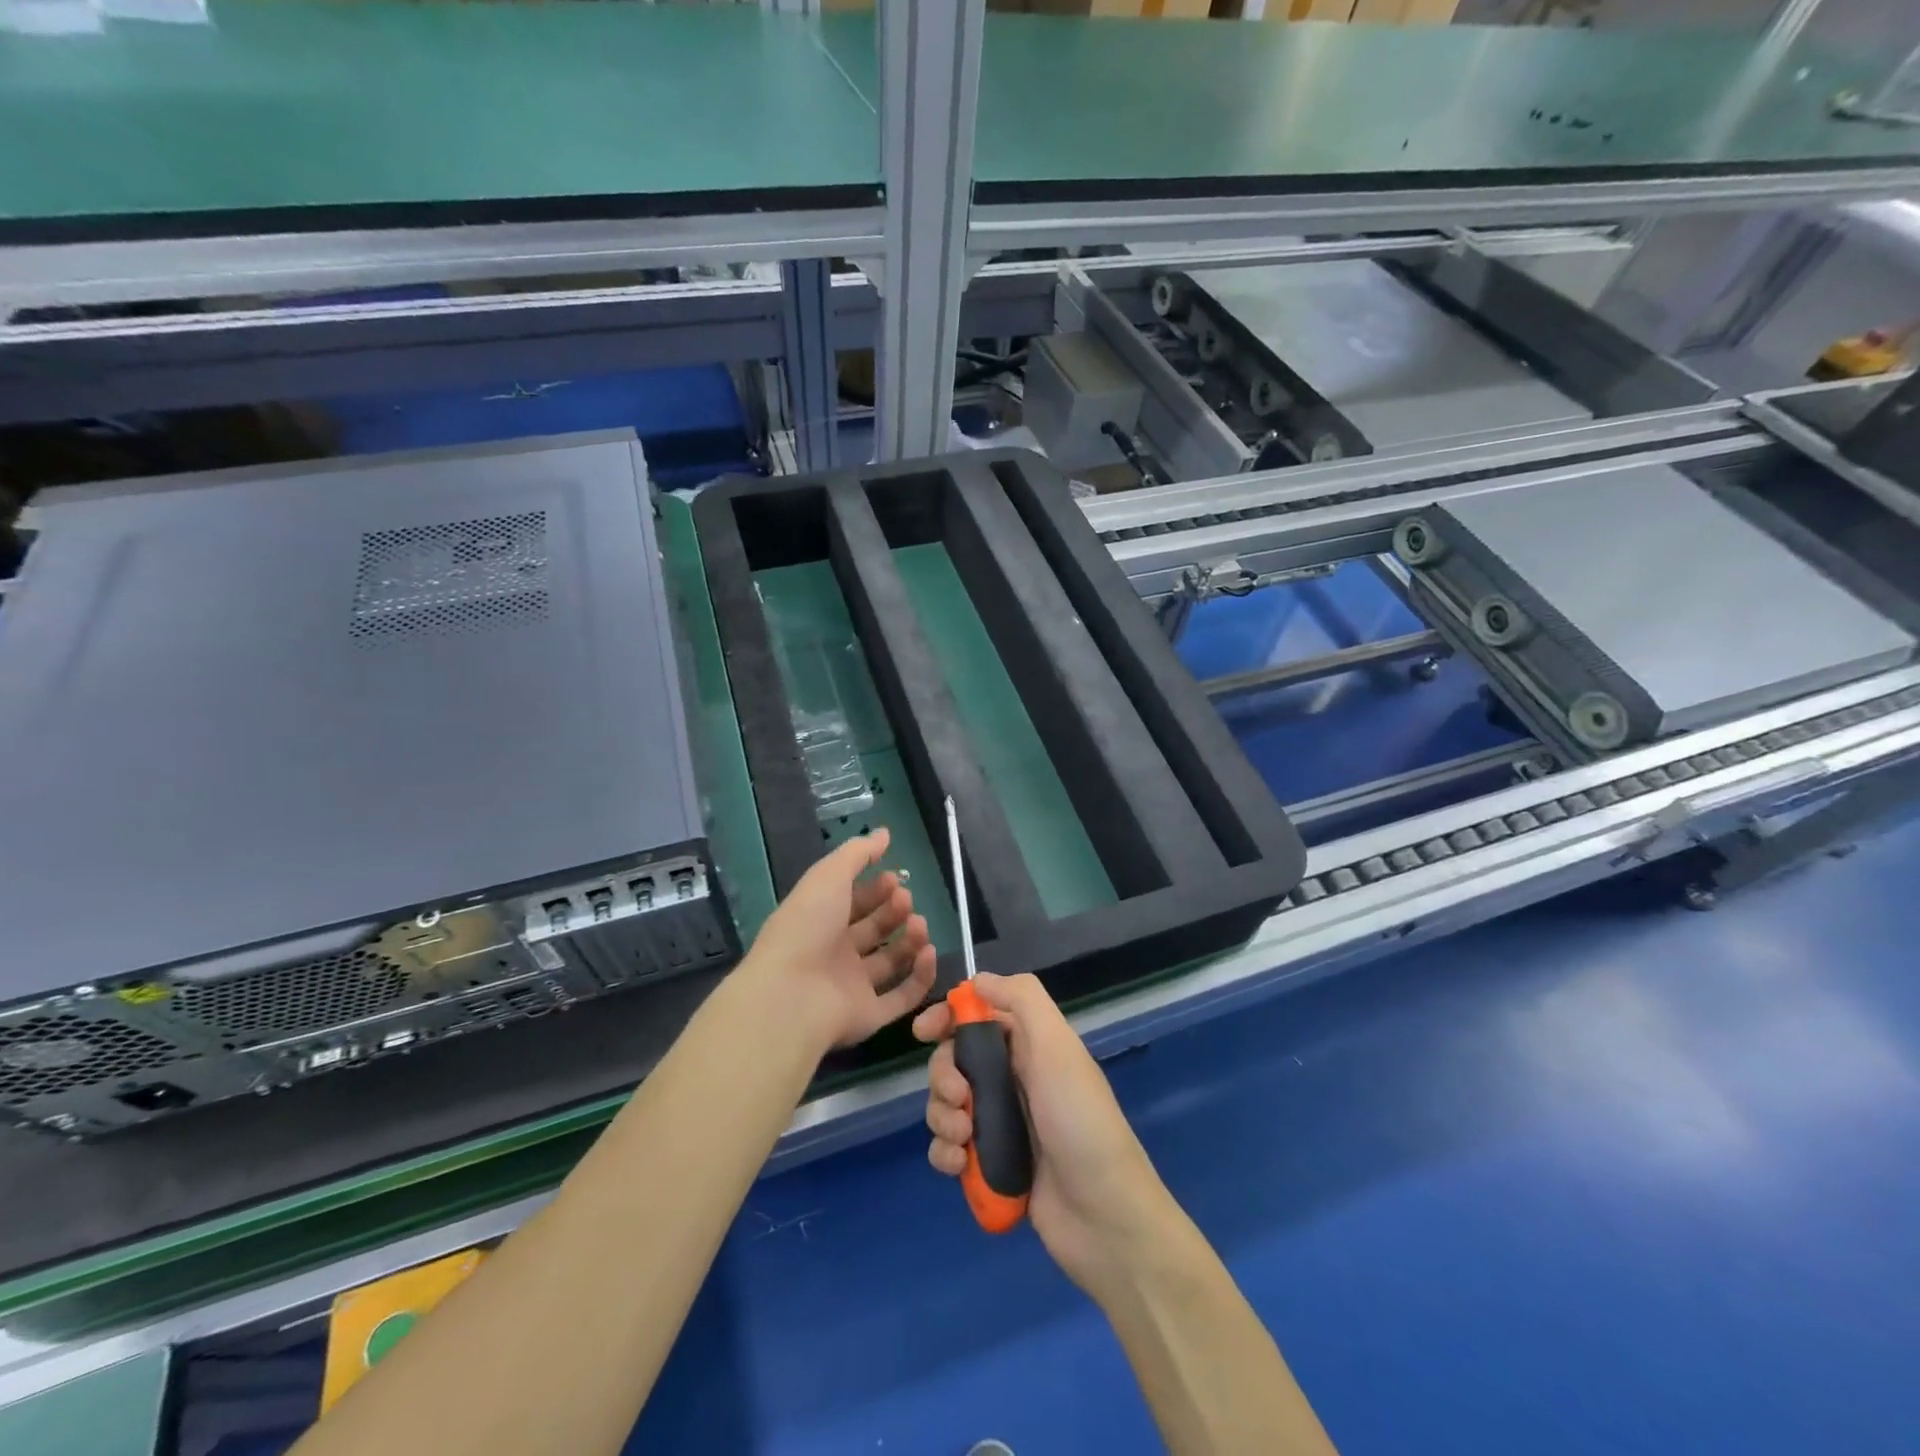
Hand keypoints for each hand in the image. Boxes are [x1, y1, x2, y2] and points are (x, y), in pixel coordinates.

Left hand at [738, 829, 936, 1051]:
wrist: (790, 996)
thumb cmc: (806, 927)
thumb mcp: (828, 876)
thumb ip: (858, 853)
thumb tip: (884, 833)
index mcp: (820, 921)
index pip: (852, 902)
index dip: (875, 888)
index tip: (895, 877)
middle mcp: (836, 954)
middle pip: (874, 930)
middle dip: (894, 910)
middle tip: (906, 900)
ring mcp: (852, 987)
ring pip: (891, 962)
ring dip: (910, 940)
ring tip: (919, 924)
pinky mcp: (869, 1016)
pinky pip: (901, 996)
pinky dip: (920, 976)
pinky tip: (929, 952)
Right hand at [913, 972, 1177, 1300]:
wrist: (1104, 1216)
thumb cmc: (1078, 1119)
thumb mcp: (1057, 1045)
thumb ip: (1022, 999)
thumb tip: (977, 980)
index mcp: (1029, 1045)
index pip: (978, 1015)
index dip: (947, 1017)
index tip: (923, 1031)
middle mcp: (1013, 1078)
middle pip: (954, 1060)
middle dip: (943, 1075)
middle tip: (958, 1097)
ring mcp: (1001, 1123)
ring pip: (947, 1104)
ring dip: (942, 1117)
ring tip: (963, 1139)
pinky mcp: (991, 1165)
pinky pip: (950, 1148)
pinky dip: (945, 1152)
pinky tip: (959, 1165)